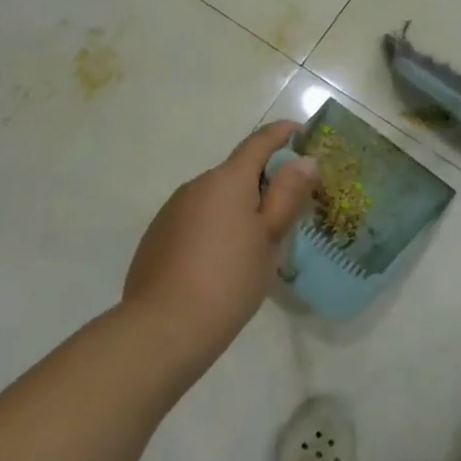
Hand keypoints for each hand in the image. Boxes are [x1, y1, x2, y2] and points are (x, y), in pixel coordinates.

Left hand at [123, 121, 318, 367]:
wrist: (163, 329)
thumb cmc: (229, 279)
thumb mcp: (270, 236)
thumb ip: (288, 193)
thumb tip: (303, 160)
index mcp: (227, 179)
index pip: (260, 141)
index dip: (283, 133)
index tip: (303, 132)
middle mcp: (197, 185)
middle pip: (238, 171)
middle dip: (264, 180)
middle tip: (289, 207)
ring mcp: (172, 210)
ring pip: (216, 197)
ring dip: (238, 206)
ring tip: (257, 242)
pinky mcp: (157, 236)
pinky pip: (196, 218)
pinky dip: (215, 226)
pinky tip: (221, 261)